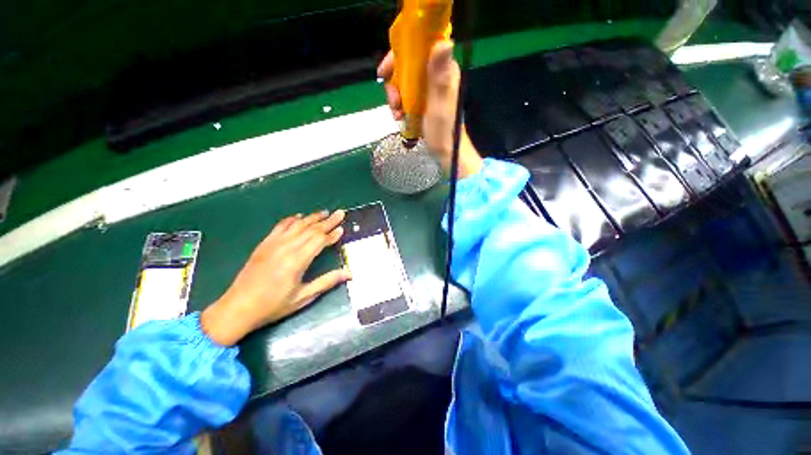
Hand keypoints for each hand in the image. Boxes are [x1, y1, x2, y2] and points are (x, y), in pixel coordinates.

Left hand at [201, 210, 349, 345]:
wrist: (237, 308)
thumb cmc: (273, 305)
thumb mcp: (303, 297)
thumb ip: (327, 281)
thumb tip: (349, 273)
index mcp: (297, 261)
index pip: (320, 241)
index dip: (332, 234)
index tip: (342, 229)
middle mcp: (286, 248)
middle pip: (311, 229)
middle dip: (327, 221)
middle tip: (340, 213)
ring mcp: (273, 244)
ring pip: (297, 225)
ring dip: (312, 217)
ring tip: (324, 212)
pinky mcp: (264, 244)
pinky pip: (280, 226)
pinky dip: (291, 219)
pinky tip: (299, 217)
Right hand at [377, 41, 483, 178]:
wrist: (446, 152)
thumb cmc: (443, 131)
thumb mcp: (439, 105)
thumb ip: (440, 77)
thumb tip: (444, 42)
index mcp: (443, 70)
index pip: (419, 48)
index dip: (398, 54)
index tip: (384, 71)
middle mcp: (436, 75)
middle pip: (406, 66)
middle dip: (394, 83)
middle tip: (393, 101)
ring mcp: (429, 89)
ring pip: (404, 82)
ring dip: (396, 97)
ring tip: (397, 115)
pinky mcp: (424, 101)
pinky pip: (406, 96)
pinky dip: (400, 106)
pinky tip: (400, 118)